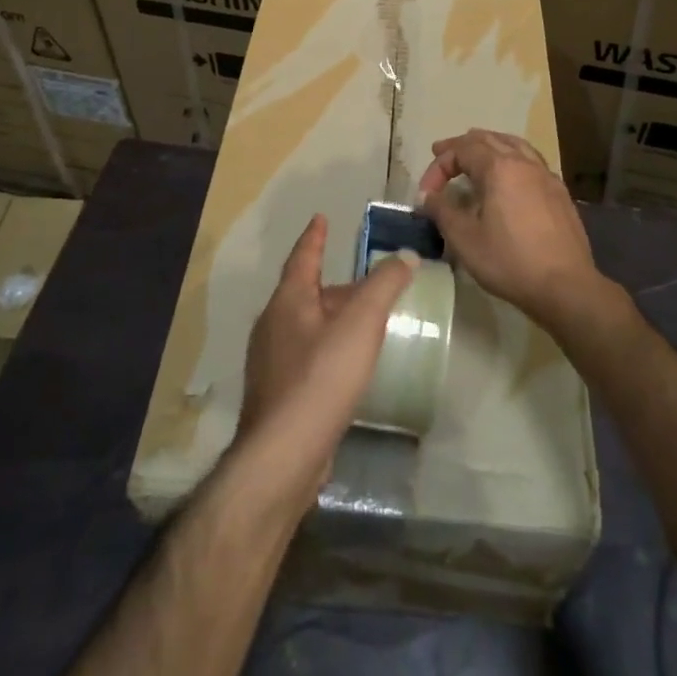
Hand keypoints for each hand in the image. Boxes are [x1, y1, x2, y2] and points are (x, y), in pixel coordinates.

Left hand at [238, 215, 416, 491]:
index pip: (303, 257)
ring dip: (332, 319)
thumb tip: (406, 256)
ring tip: (363, 323)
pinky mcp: (278, 395)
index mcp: (288, 301)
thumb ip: (384, 286)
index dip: (315, 237)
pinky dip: (327, 349)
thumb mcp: (360, 324)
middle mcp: (273, 325)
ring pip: (306, 326)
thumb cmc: (320, 378)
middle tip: (366, 283)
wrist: (282, 457)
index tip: (321, 219)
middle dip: (334, 286)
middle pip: (306, 293)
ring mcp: (271, 363)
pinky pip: (305, 357)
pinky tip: (346, 366)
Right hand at [417, 129, 600, 328]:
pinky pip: (531, 161)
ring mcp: (546, 175)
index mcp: (499, 168)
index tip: (427, 193)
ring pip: (514, 144)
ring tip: (475, 155)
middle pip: (488, 139)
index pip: (462, 149)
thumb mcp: (465, 239)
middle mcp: (523, 162)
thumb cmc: (510, 261)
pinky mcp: (559, 192)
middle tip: (442, 153)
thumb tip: (427, 196)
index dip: (439, 166)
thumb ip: (442, 211)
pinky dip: (512, 158)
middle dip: (461, 146)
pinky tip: (509, 178)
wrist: (566, 287)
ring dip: (489, 145)